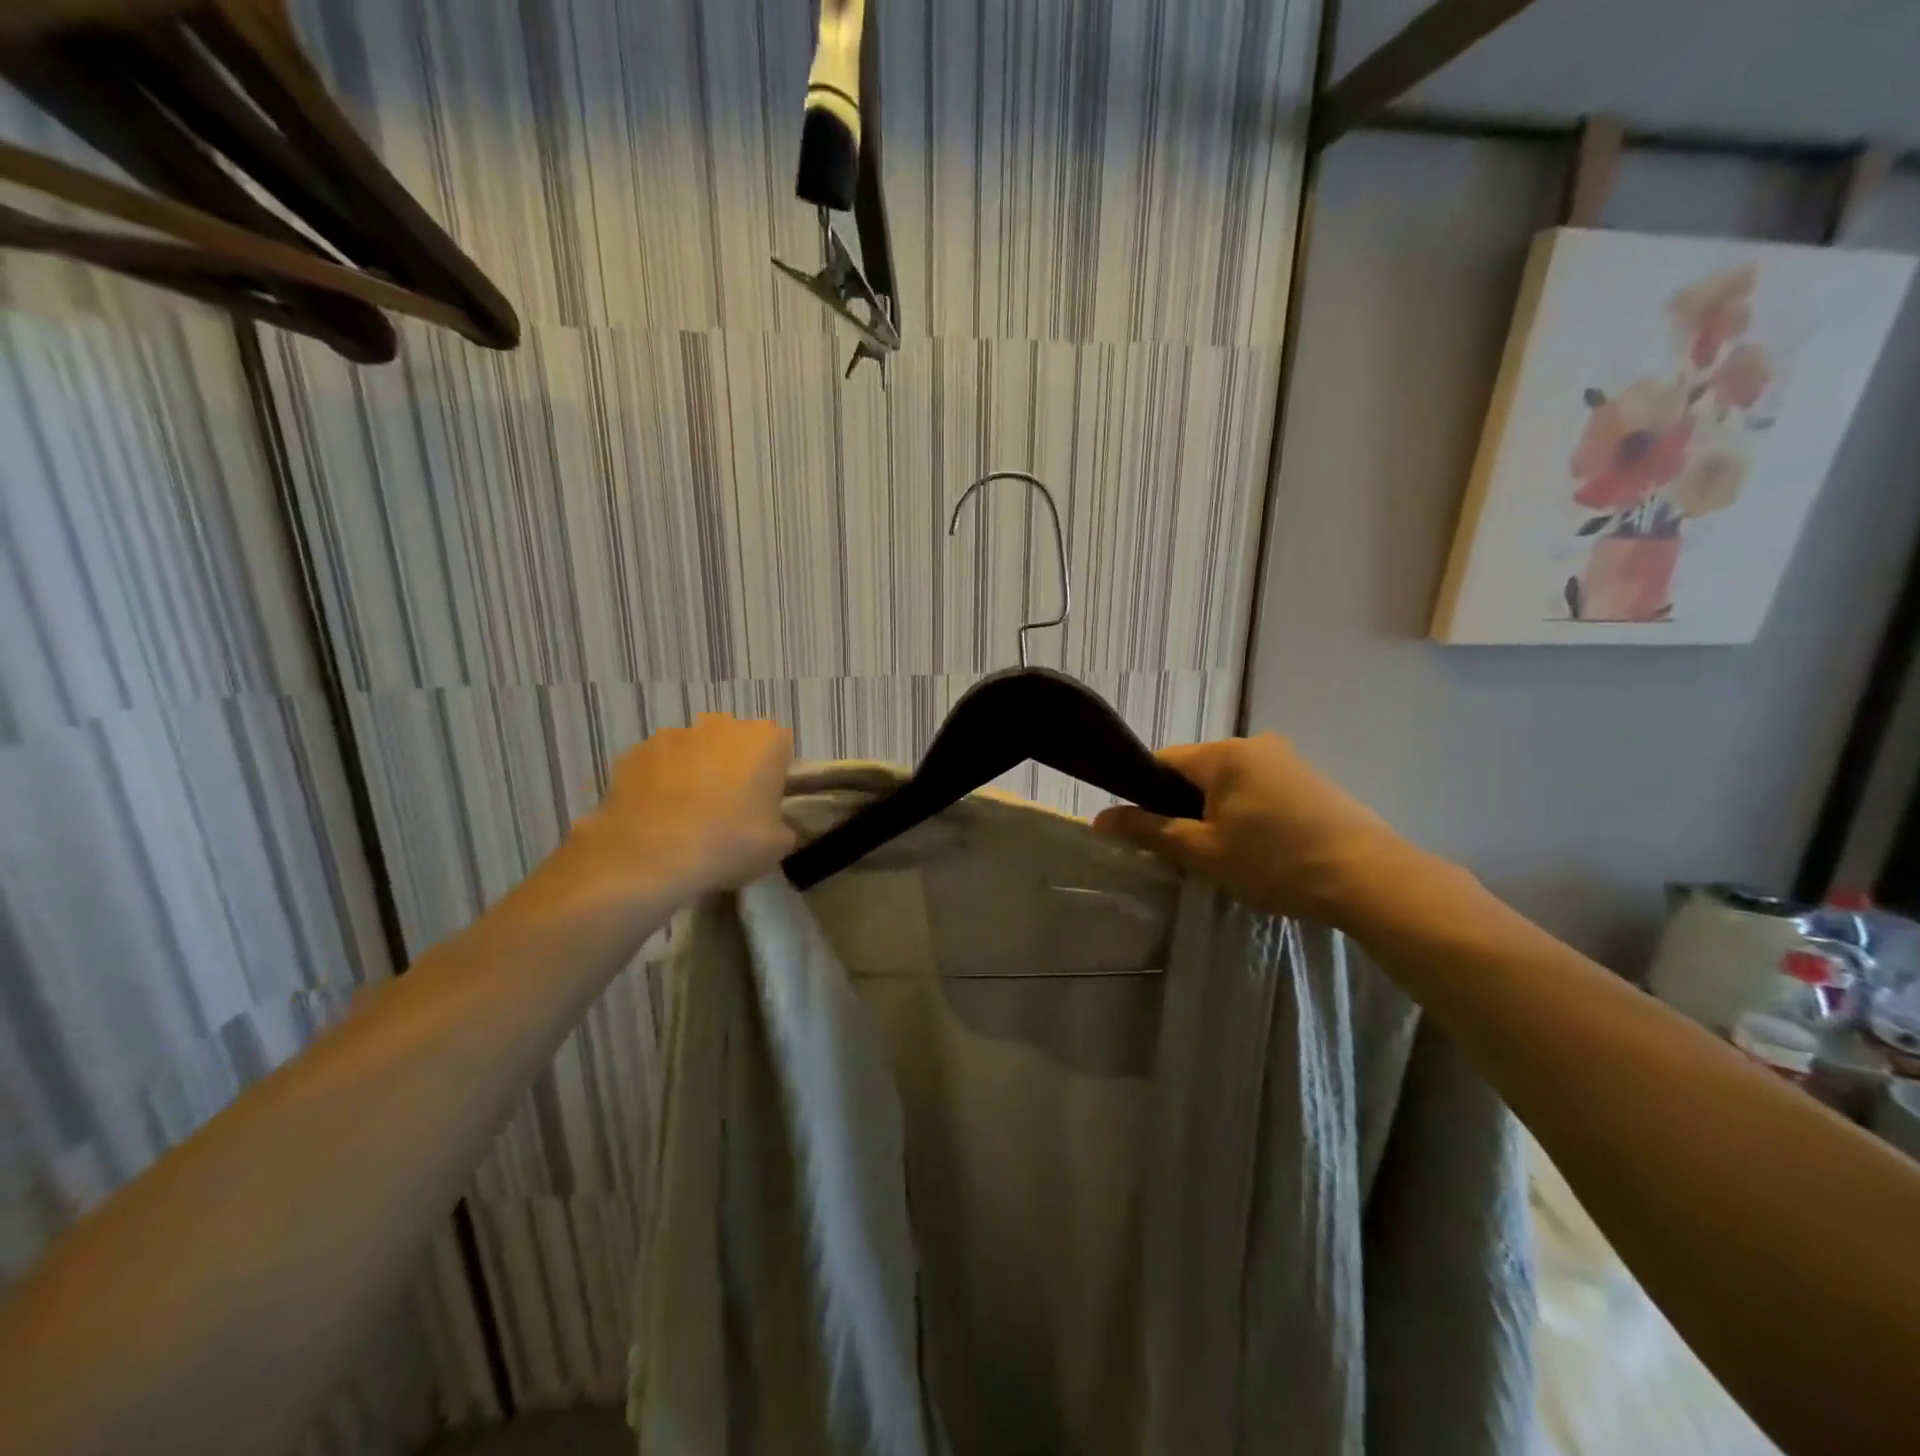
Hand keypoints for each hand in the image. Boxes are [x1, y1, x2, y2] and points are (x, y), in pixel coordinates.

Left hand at [562, 714, 794, 903]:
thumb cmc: (728, 844)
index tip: (766, 804)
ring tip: (688, 816)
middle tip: (730, 810)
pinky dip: (661, 782)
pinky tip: (658, 816)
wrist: (648, 859)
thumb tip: (770, 823)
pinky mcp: (634, 752)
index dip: (775, 776)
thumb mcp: (779, 844)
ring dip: (697, 772)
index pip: (782, 748)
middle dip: (736, 768)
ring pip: (696, 751)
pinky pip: (659, 765)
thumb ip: (782, 822)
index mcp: (765, 740)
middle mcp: (721, 725)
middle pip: (737, 744)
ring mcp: (673, 735)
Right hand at [1093, 735, 1413, 926]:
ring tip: (1229, 857)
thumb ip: (1148, 830)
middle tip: (1190, 853)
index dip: (1146, 795)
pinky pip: (1263, 792)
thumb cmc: (1275, 861)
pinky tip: (1264, 851)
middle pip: (1198, 773)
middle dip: (1185, 808)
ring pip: (1231, 785)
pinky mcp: (1315, 782)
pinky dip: (1251, 815)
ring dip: (1219, 814)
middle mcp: (1256, 745)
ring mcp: (1290, 761)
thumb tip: (1098, 818)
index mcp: (1224, 754)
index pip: (1163, 761)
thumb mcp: (1202, 851)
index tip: (1150, 832)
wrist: (1370, 879)